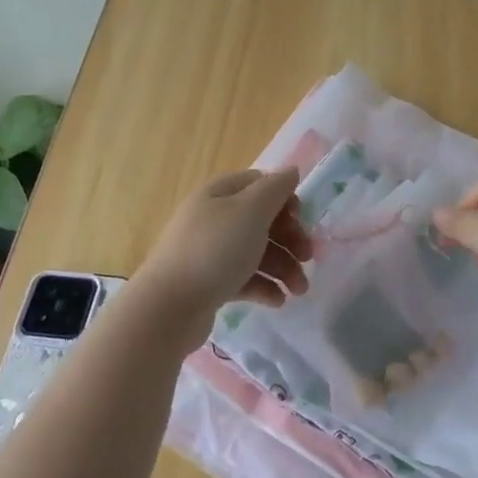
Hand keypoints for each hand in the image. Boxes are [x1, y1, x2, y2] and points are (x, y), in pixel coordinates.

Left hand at [137, 169, 312, 325]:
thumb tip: (291, 171)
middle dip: (290, 239)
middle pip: (262, 221)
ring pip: (256, 252)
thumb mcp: (251, 211)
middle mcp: (213, 218)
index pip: (260, 184)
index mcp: (220, 194)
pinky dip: (264, 287)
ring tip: (299, 291)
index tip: (301, 220)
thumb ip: (275, 189)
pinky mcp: (209, 283)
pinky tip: (277, 301)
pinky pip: (244, 278)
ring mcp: (209, 252)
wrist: (169, 306)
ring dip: (283, 268)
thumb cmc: (215, 251)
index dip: (285, 199)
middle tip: (308, 258)